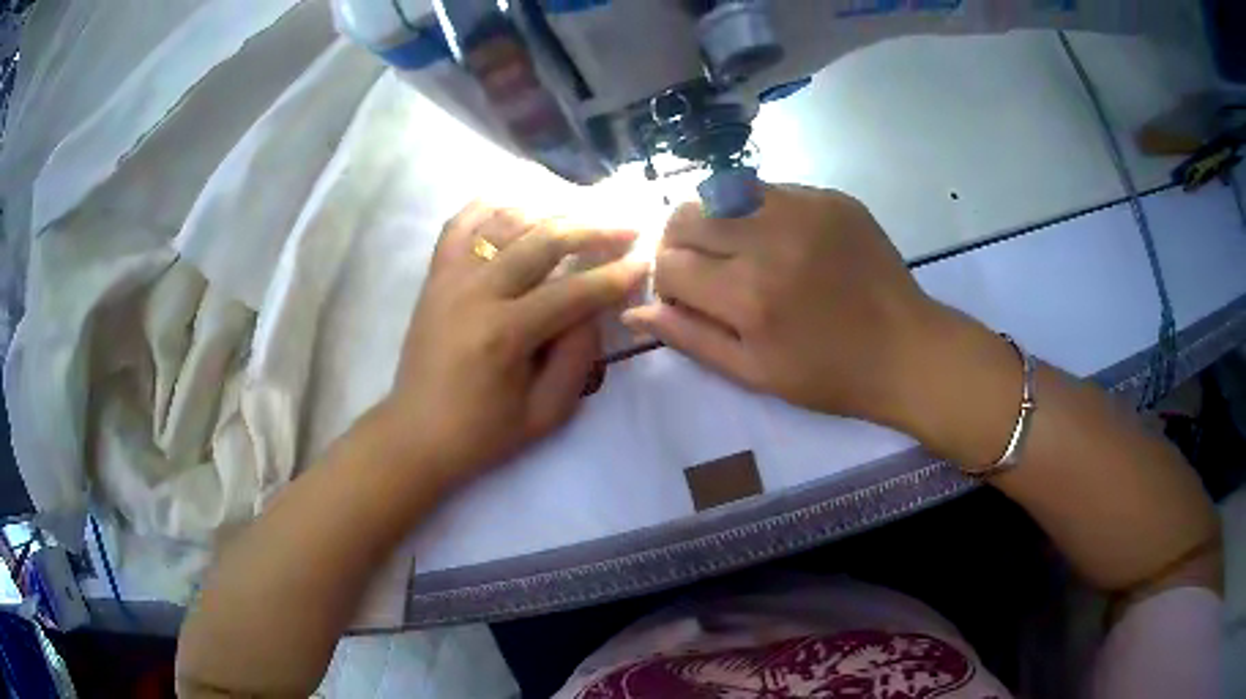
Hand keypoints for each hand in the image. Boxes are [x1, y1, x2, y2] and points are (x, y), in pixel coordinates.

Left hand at [376, 203, 647, 484]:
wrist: (415, 434)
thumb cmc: (482, 433)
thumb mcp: (545, 413)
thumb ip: (578, 358)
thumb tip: (594, 308)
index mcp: (504, 334)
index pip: (572, 291)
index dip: (614, 277)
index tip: (644, 262)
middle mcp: (475, 293)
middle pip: (543, 241)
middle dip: (593, 229)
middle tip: (626, 227)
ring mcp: (450, 277)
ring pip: (506, 220)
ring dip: (551, 211)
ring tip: (584, 213)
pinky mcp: (435, 275)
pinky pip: (462, 222)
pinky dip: (493, 205)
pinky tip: (521, 203)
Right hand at [623, 185, 941, 427]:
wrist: (906, 349)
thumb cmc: (829, 375)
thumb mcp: (754, 373)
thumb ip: (690, 338)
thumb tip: (634, 310)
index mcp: (748, 296)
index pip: (669, 264)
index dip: (667, 281)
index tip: (686, 296)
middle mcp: (769, 240)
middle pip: (686, 216)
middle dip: (680, 243)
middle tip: (704, 269)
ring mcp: (803, 209)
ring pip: (721, 192)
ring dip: (714, 220)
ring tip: (737, 250)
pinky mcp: (830, 196)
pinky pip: (768, 190)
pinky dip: (755, 211)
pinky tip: (779, 239)